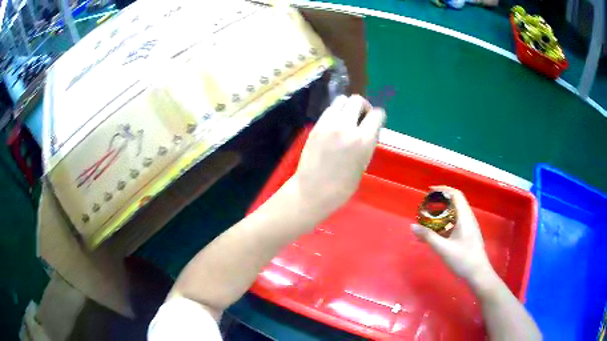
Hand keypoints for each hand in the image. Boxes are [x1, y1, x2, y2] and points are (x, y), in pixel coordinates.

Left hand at [293, 95, 384, 215]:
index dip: (378, 116)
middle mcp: (347, 127)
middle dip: (363, 106)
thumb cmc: (342, 186)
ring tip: (347, 118)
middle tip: (362, 117)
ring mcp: (329, 124)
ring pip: (342, 100)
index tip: (375, 121)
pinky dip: (335, 112)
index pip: (377, 114)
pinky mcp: (316, 126)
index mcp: (364, 140)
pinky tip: (335, 124)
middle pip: (358, 100)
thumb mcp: (363, 164)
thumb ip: (367, 143)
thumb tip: (369, 130)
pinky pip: (329, 109)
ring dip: (348, 106)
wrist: (313, 190)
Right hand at [411, 186, 494, 287]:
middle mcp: (468, 218)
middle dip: (440, 202)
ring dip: (441, 215)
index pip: (456, 194)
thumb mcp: (444, 249)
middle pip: (454, 203)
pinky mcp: (467, 235)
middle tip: (425, 207)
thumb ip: (428, 237)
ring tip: (427, 221)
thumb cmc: (463, 259)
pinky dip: (444, 225)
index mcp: (465, 217)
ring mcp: (468, 227)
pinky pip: (454, 224)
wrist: (478, 274)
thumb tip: (413, 226)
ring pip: (454, 215)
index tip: (429, 191)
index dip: (443, 189)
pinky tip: (434, 235)